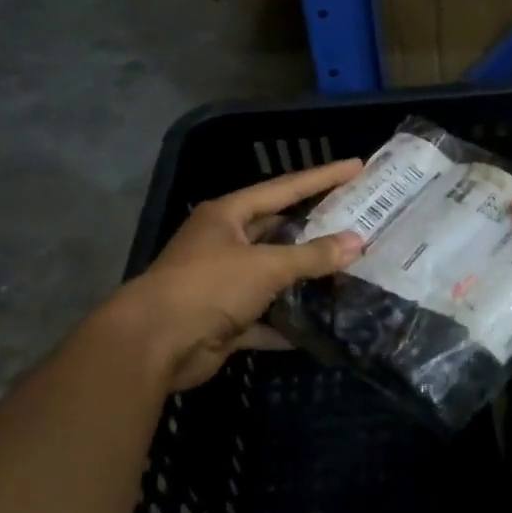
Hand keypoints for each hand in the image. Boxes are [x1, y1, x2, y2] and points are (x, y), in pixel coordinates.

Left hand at [109, 160, 364, 390]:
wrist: (154, 344)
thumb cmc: (208, 287)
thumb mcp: (265, 266)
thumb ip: (312, 256)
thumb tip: (357, 242)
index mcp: (227, 216)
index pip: (284, 188)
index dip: (322, 177)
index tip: (356, 167)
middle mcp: (223, 243)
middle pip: (278, 230)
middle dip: (314, 228)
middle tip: (356, 221)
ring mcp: (222, 282)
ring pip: (272, 275)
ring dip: (303, 278)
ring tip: (348, 270)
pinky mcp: (223, 319)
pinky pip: (265, 317)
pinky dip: (287, 322)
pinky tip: (320, 324)